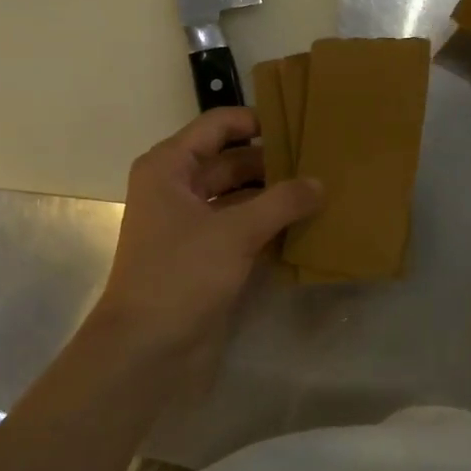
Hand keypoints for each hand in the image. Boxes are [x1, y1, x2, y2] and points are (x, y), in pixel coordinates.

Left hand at [91, 107, 323, 362]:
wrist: (147, 349)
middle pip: (231, 160)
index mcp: (170, 167)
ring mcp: (192, 223)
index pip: (218, 126)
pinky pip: (242, 226)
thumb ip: (281, 202)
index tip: (300, 125)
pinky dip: (269, 223)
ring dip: (275, 194)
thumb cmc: (181, 275)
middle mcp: (178, 187)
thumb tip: (319, 182)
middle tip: (322, 160)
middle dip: (273, 161)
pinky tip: (306, 223)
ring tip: (322, 188)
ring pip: (240, 195)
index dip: (257, 121)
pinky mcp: (206, 253)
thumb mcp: (235, 232)